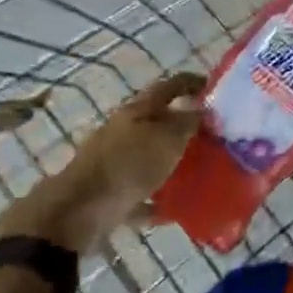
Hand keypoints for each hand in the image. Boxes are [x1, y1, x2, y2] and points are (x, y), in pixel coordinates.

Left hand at [0, 72, 204, 250]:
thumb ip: (188, 122)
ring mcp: (113, 161)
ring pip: (148, 156)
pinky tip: (173, 208)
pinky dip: (155, 197)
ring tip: (198, 172)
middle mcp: (123, 130)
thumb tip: (202, 109)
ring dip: (170, 161)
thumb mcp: (168, 139)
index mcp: (138, 110)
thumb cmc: (129, 165)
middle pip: (158, 121)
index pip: (170, 86)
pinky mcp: (108, 192)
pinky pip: (139, 191)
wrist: (79, 210)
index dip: (192, 82)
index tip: (214, 87)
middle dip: (183, 126)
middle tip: (212, 135)